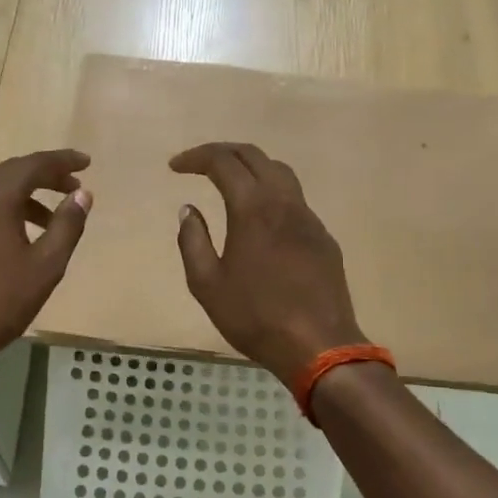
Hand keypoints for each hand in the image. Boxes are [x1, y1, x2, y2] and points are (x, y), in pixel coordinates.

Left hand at [0, 150, 92, 378]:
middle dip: (43, 176)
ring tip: (48, 220)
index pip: (33, 165)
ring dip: (22, 198)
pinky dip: (0, 212)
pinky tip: (13, 238)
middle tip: (71, 187)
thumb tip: (82, 194)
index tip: (86, 162)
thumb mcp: (45, 267)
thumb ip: (67, 225)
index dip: (62, 161)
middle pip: (10, 173)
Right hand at [172, 142, 364, 388]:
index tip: (175, 167)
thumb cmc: (255, 316)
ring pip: (280, 172)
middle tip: (199, 164)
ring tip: (230, 181)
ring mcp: (309, 218)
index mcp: (253, 209)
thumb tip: (188, 210)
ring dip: (251, 167)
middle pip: (255, 156)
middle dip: (223, 152)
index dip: (196, 158)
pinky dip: (271, 192)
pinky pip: (295, 199)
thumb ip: (192, 241)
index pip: (223, 162)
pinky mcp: (323, 237)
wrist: (318, 345)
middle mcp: (284, 202)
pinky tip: (260, 218)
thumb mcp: (207, 284)